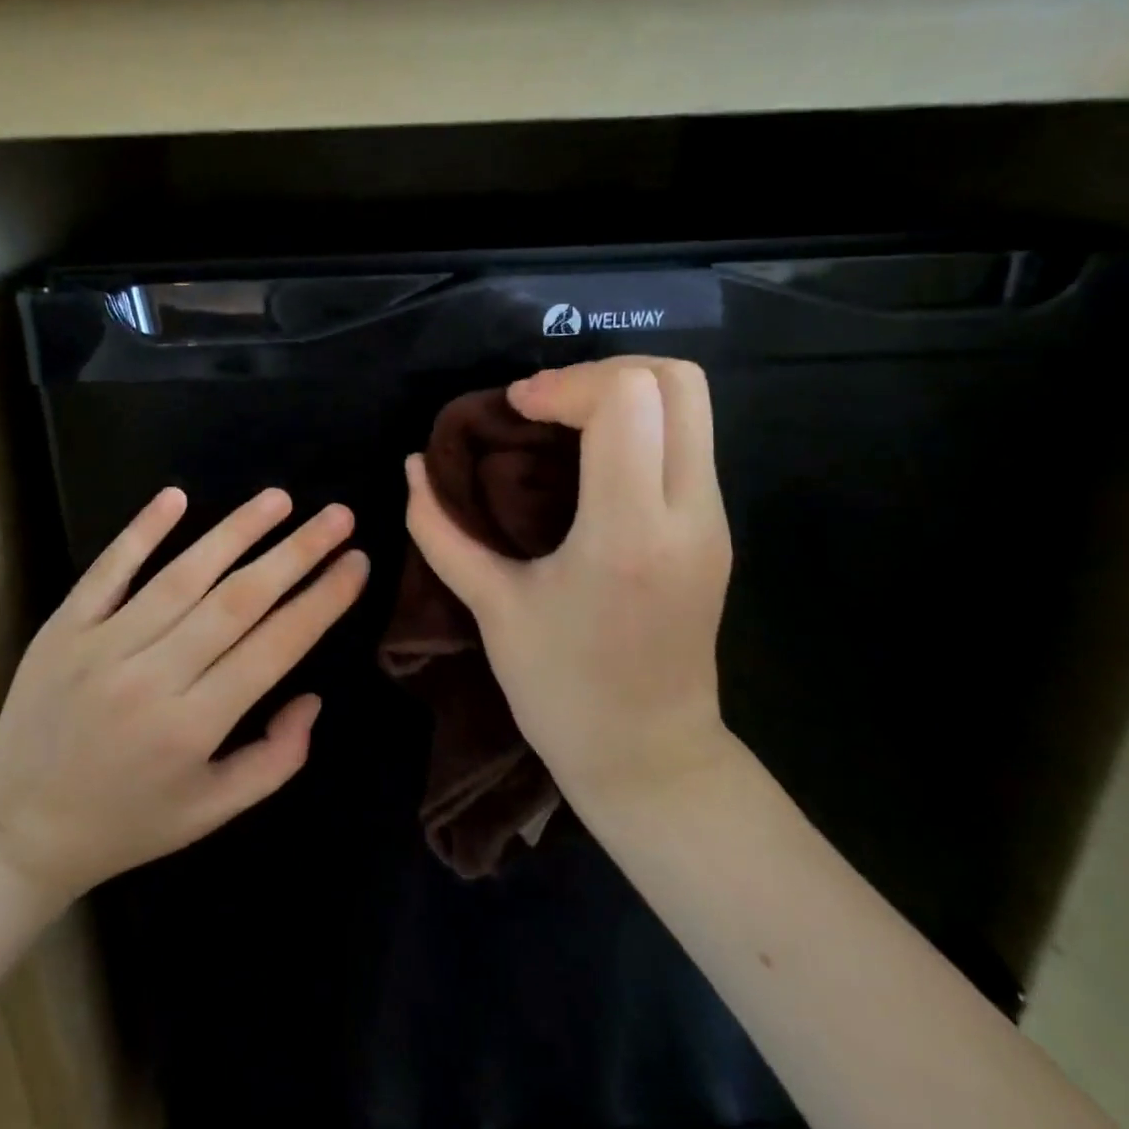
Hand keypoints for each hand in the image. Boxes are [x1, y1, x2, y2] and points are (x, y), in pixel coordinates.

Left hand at [0, 487, 368, 904]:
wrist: (17, 831)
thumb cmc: (128, 823)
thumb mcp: (212, 812)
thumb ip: (275, 759)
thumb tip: (312, 697)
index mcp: (195, 726)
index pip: (275, 646)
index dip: (322, 600)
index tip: (357, 562)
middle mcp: (153, 676)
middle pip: (238, 600)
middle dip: (296, 553)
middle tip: (339, 516)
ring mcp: (103, 646)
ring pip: (182, 575)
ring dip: (236, 531)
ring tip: (280, 499)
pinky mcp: (64, 629)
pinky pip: (108, 571)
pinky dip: (141, 532)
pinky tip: (176, 496)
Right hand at [403, 358, 733, 815]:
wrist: (649, 758)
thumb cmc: (561, 690)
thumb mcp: (491, 607)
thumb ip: (441, 530)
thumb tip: (412, 467)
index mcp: (627, 532)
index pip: (626, 399)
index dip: (565, 384)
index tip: (517, 410)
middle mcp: (687, 513)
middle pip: (678, 380)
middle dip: (603, 370)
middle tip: (546, 406)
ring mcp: (713, 520)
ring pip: (693, 404)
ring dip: (624, 392)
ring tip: (564, 424)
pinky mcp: (716, 530)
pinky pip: (688, 440)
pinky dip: (640, 424)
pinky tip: (589, 459)